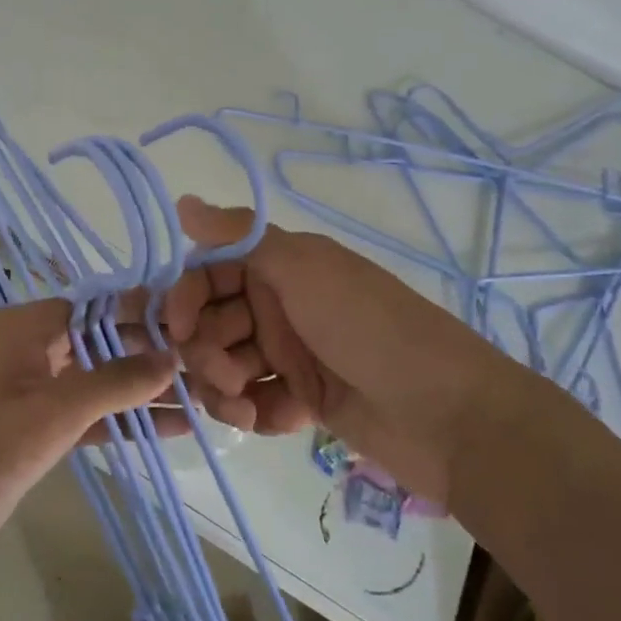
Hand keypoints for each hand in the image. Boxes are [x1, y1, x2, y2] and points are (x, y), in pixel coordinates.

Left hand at [0, 300, 178, 589]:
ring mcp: (38, 391)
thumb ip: (115, 381)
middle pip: (106, 340)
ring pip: (103, 380)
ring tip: (206, 397)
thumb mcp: (54, 411)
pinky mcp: (40, 430)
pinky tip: (174, 428)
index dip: (147, 312)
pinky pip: (93, 416)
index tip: (200, 324)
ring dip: (147, 390)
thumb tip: (173, 357)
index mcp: (29, 326)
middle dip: (154, 353)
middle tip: (212, 365)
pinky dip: (127, 421)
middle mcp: (35, 348)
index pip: (100, 304)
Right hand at [161, 198, 532, 505]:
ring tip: (244, 405)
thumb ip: (240, 236)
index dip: (184, 297)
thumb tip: (182, 201)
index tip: (174, 326)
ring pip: (226, 365)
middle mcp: (280, 306)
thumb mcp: (305, 269)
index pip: (208, 272)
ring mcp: (291, 354)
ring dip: (222, 386)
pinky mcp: (302, 399)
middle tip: (225, 373)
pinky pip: (254, 400)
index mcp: (280, 267)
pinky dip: (252, 411)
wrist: (446, 413)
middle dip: (203, 349)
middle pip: (211, 323)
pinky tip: (269, 419)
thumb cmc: (370, 327)